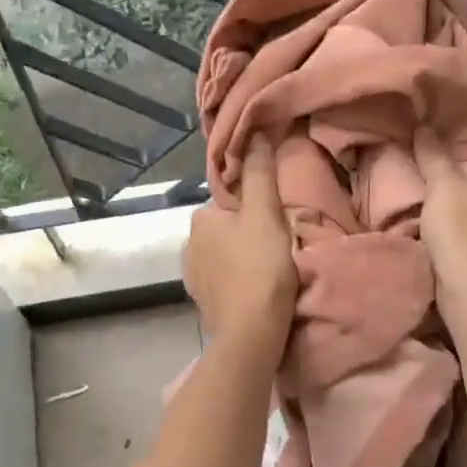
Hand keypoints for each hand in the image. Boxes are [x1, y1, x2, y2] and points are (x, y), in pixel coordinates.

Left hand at [185, 137, 297, 345]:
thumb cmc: (260, 268)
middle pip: (227, 229)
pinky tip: (257, 290)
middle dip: (248, 234)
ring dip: (244, 259)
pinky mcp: (203, 302)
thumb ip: (260, 173)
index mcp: (200, 219)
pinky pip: (224, 280)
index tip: (276, 223)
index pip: (230, 201)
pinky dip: (239, 281)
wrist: (250, 334)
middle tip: (278, 248)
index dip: (255, 209)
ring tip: (272, 271)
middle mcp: (188, 245)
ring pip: (225, 255)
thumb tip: (256, 132)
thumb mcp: (265, 214)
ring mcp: (193, 277)